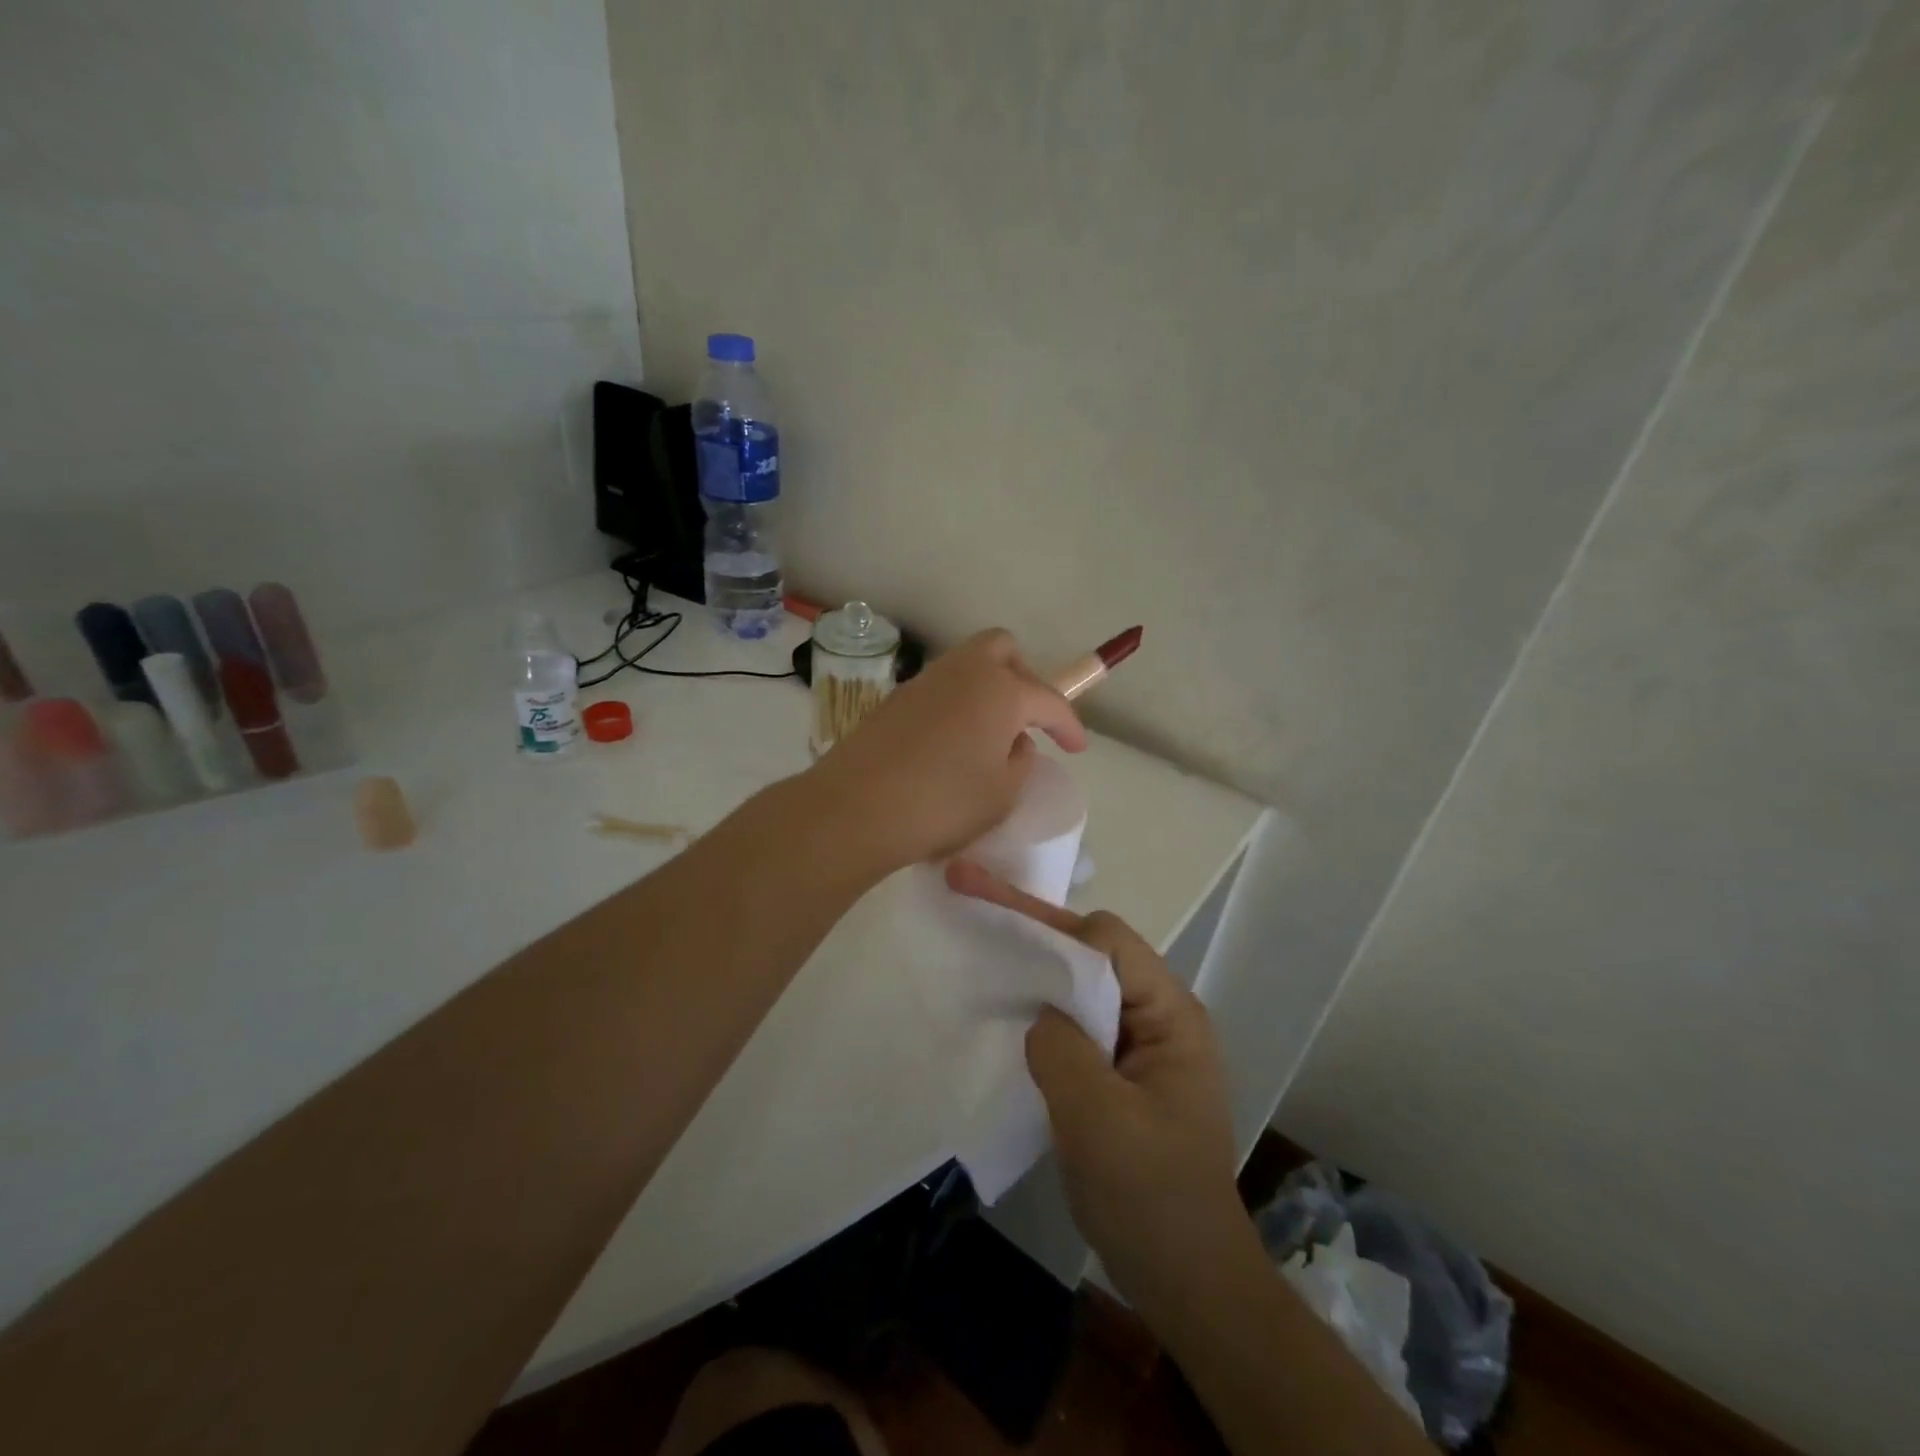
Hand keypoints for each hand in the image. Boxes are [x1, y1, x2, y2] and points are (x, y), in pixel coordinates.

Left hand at [812, 630, 1086, 871]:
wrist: (856, 808)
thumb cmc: (943, 803)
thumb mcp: (1002, 794)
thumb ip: (1020, 762)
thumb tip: (1015, 743)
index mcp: (1000, 690)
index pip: (1049, 699)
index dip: (1069, 724)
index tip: (1077, 748)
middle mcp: (963, 672)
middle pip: (1003, 650)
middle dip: (1025, 678)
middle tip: (1028, 720)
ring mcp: (923, 682)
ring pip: (967, 665)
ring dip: (988, 690)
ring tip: (990, 737)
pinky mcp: (894, 700)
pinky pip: (940, 689)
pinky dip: (957, 705)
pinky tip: (952, 744)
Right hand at [945, 861, 1255, 1314]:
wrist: (1188, 1281)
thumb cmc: (1151, 1197)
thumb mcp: (1099, 1120)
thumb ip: (1061, 1048)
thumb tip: (1039, 1012)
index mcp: (1170, 1015)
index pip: (1108, 941)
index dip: (1050, 925)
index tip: (992, 916)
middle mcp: (1158, 1016)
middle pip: (1092, 954)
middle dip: (1033, 932)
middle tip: (972, 905)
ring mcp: (1139, 1044)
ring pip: (1080, 986)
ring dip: (1034, 969)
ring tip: (981, 950)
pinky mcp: (1119, 1071)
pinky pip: (1076, 1023)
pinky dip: (1040, 1010)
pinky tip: (1007, 1011)